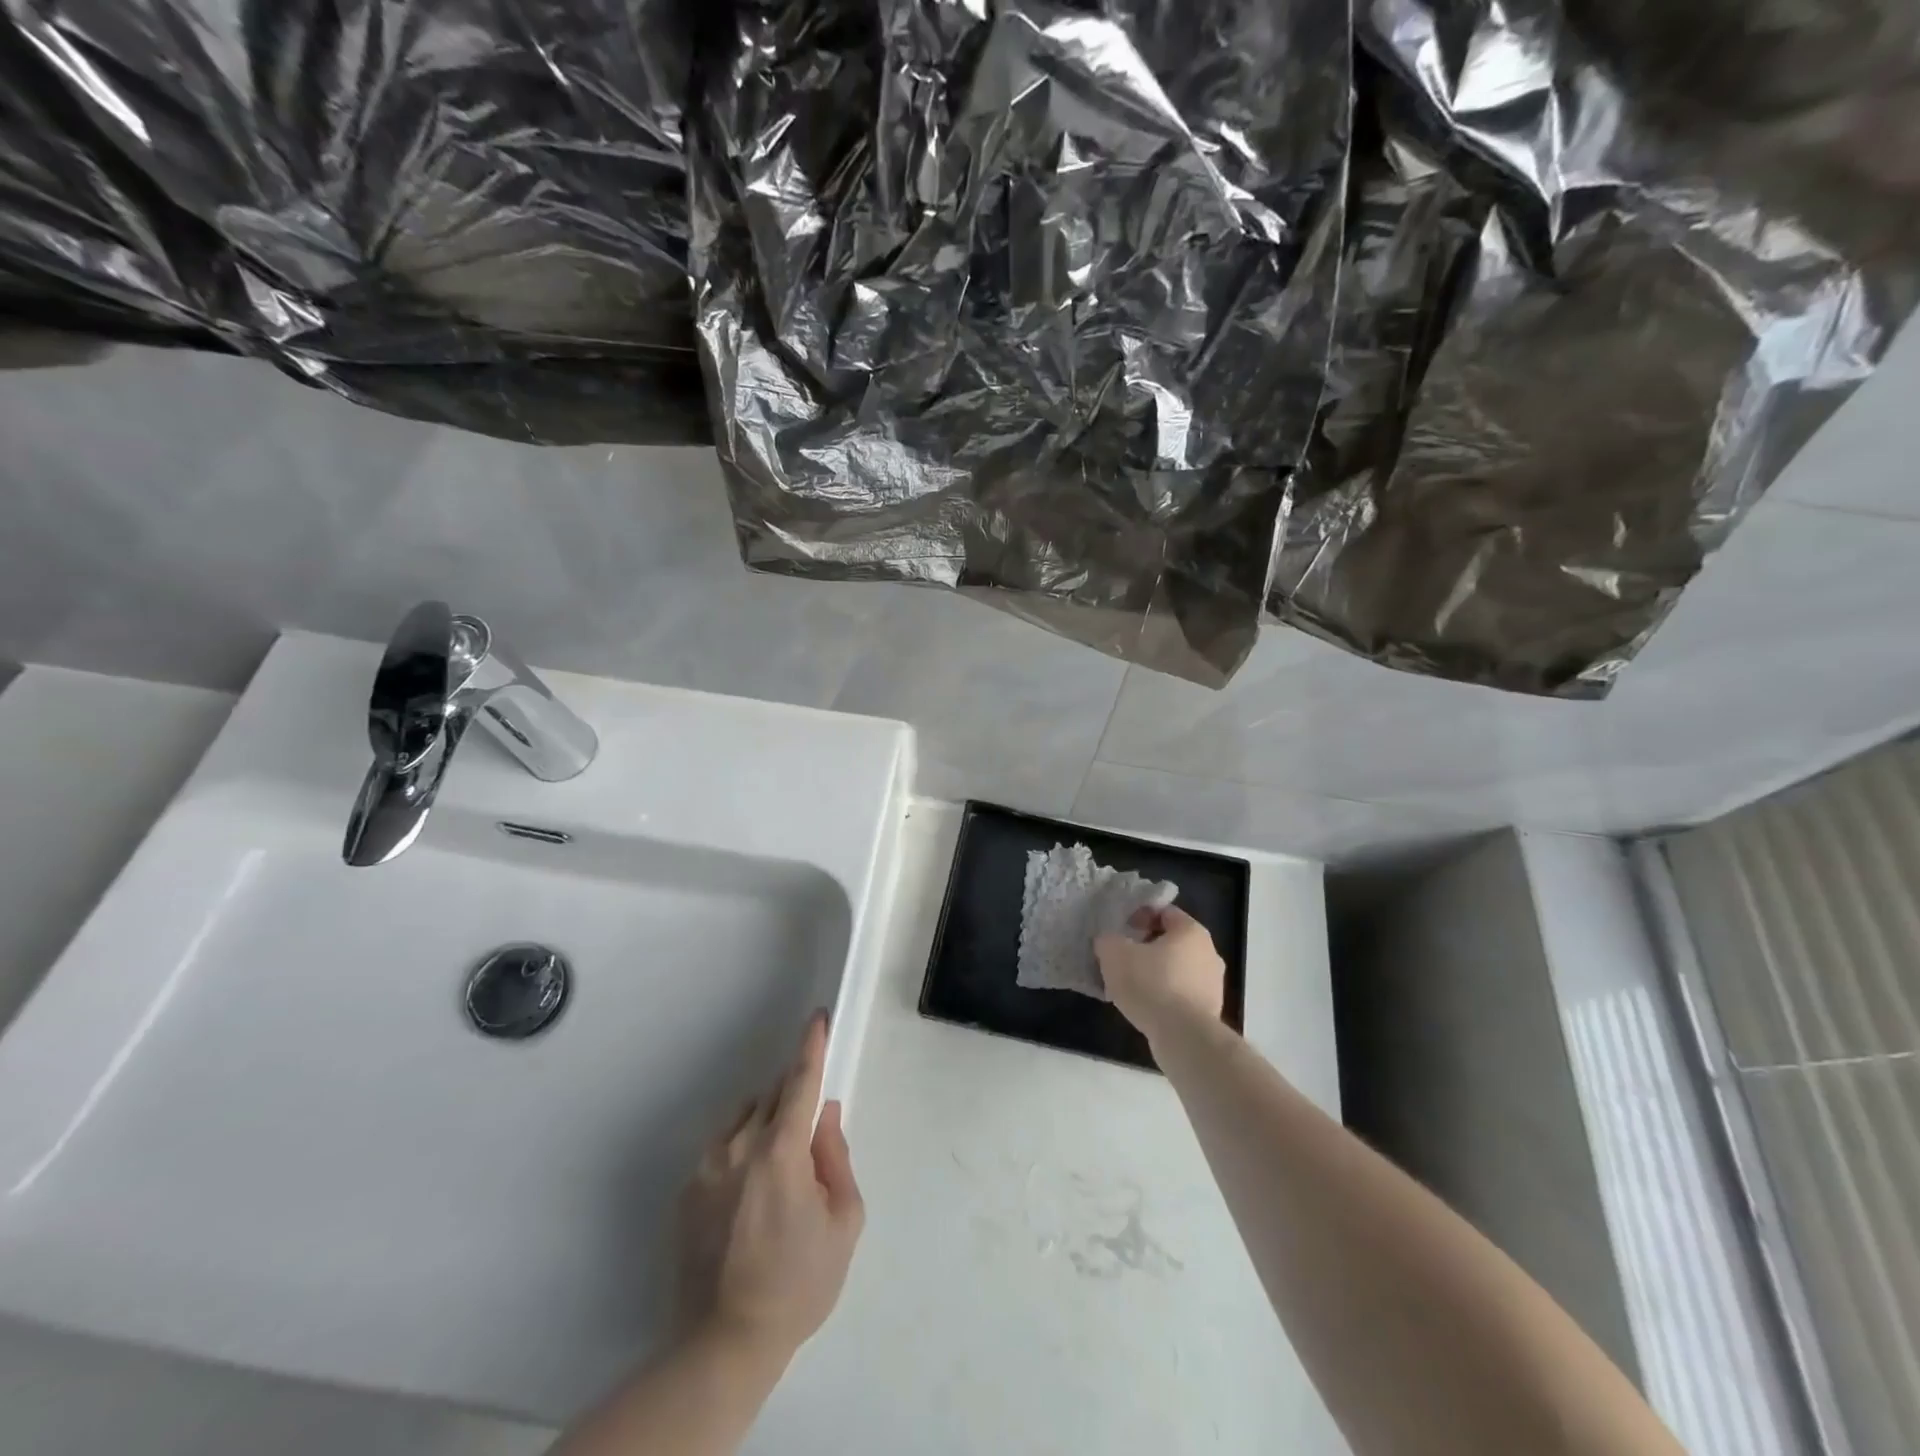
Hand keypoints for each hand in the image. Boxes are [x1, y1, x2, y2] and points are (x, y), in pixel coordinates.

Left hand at [673, 1012, 864, 1368]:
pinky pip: (720, 1148)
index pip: (800, 1082)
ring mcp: (707, 1167)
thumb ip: (837, 1157)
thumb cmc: (798, 1283)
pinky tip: (747, 1197)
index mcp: (781, 1152)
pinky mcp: (686, 1191)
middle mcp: (739, 1147)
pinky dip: (740, 1151)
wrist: (724, 1344)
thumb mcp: (843, 1222)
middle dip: (794, 1097)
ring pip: (744, 1118)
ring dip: (765, 1122)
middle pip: (772, 1095)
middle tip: (808, 1130)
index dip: (811, 1047)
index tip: (817, 1019)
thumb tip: (824, 1115)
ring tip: (777, 1170)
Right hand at [1094, 904, 1225, 1046]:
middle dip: (1147, 947)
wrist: (1184, 1037)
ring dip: (1156, 973)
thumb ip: (1108, 940)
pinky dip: (1165, 997)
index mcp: (1191, 931)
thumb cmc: (1151, 984)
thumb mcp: (1114, 954)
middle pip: (1172, 941)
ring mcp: (1213, 984)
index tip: (1122, 931)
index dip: (1140, 917)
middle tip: (1123, 957)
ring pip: (1177, 969)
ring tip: (1131, 986)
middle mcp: (1209, 953)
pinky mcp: (1210, 1012)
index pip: (1164, 912)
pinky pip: (1181, 995)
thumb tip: (1109, 942)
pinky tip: (1146, 1008)